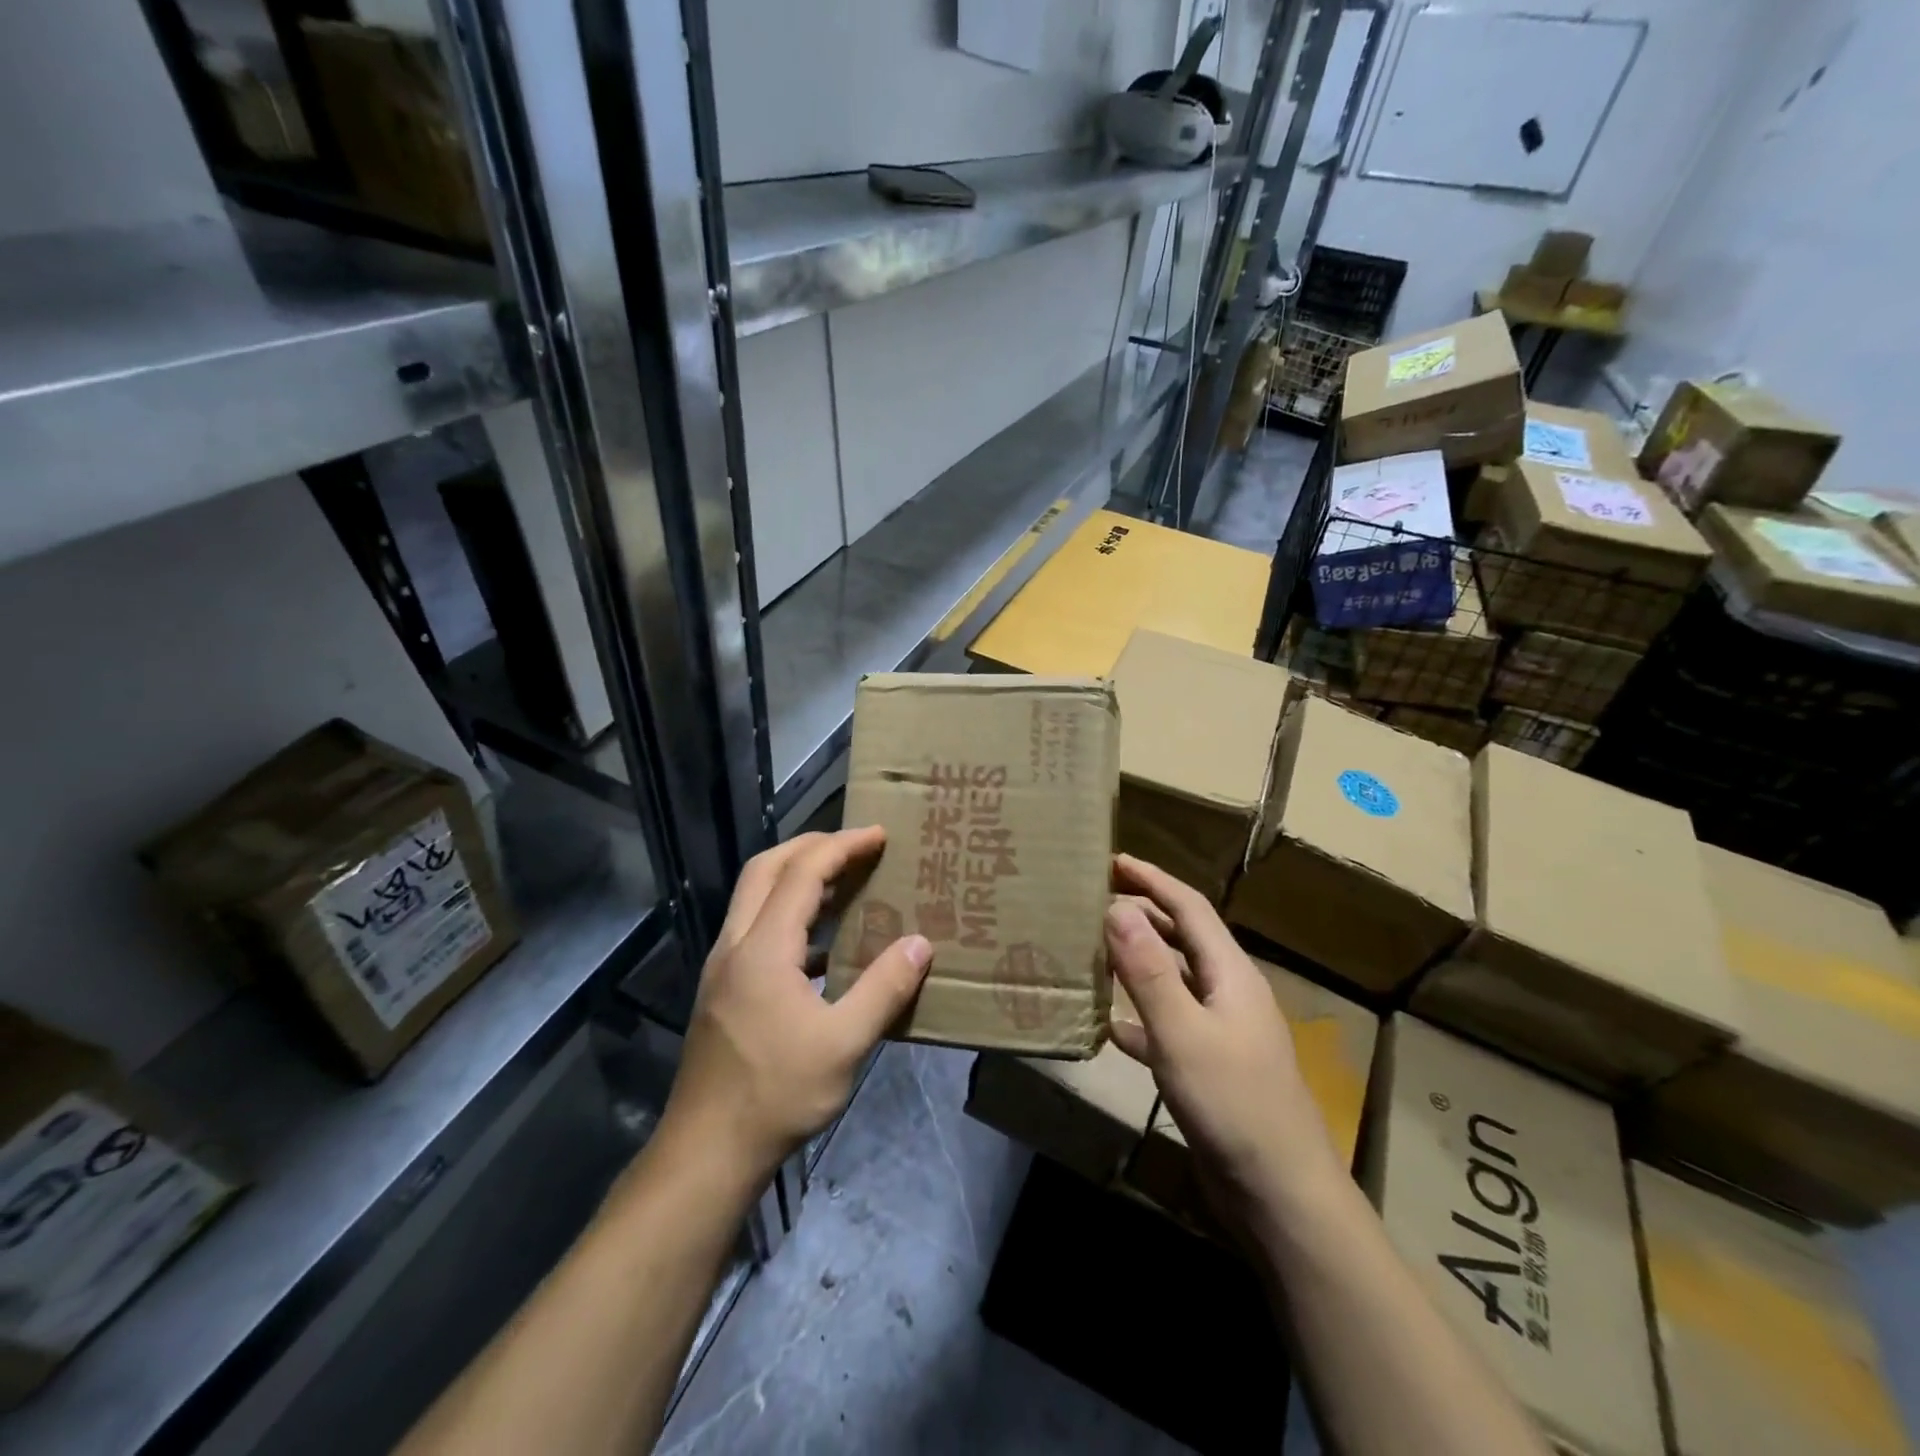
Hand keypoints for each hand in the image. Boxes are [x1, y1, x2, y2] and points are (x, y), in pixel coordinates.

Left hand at [661, 828, 931, 1178]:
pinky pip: (756, 927)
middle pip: (766, 868)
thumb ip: (884, 989)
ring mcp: (723, 966)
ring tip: (844, 881)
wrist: (706, 1151)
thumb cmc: (777, 1094)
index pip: (803, 873)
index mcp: (763, 948)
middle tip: (856, 845)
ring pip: (755, 896)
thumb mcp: (843, 1044)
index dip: (842, 846)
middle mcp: (736, 944)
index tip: (879, 835)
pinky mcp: (723, 989)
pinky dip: (789, 914)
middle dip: (811, 846)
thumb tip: (920, 944)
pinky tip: (823, 945)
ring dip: (797, 877)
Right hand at [1106, 855, 1342, 1219]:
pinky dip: (1139, 1016)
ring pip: (1174, 981)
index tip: (1114, 861)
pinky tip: (1110, 1026)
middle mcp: (1228, 993)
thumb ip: (1147, 969)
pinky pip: (1169, 1025)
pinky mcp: (1210, 1067)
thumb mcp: (1182, 1032)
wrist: (1281, 1194)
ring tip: (1095, 951)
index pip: (1189, 908)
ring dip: (1138, 963)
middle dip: (1143, 914)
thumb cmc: (1233, 1103)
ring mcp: (1222, 1032)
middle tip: (1096, 901)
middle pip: (1183, 939)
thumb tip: (1117, 906)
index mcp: (1230, 973)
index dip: (1153, 879)